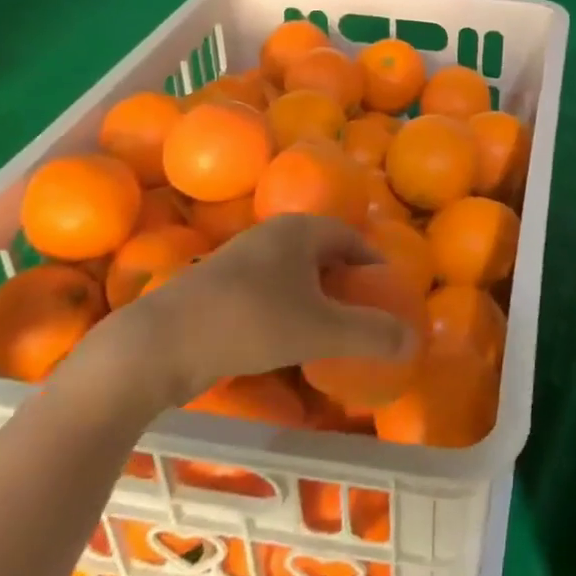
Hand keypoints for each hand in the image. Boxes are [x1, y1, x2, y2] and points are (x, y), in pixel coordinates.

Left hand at [86, 216, 416, 412]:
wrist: (159, 345)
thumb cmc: (250, 322)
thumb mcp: (321, 330)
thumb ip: (372, 333)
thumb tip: (416, 340)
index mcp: (300, 230)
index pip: (351, 237)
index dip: (374, 263)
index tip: (388, 293)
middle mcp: (272, 235)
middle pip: (323, 254)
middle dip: (346, 282)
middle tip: (363, 316)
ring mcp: (241, 260)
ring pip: (294, 274)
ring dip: (315, 299)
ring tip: (330, 332)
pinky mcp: (219, 287)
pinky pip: (269, 291)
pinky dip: (288, 310)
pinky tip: (287, 341)